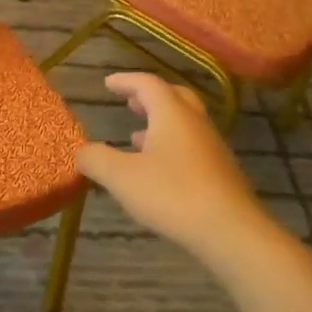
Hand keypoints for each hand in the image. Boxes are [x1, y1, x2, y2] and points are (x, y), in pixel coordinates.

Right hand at [75, 72, 272, 260]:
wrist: (230, 230)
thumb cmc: (172, 195)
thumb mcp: (122, 178)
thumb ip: (97, 160)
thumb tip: (81, 151)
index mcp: (172, 114)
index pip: (148, 84)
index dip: (126, 81)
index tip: (108, 83)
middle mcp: (195, 123)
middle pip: (174, 97)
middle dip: (149, 97)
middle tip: (130, 102)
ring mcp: (211, 147)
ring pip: (184, 123)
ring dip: (160, 123)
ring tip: (136, 136)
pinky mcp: (220, 172)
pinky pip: (191, 145)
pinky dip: (171, 145)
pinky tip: (158, 169)